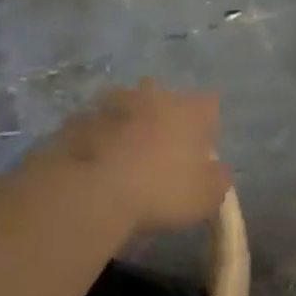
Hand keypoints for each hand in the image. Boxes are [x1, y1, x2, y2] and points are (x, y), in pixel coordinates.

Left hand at [29, 80, 229, 232]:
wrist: (92, 192)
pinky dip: (98, 139)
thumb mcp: (208, 197)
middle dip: (164, 115)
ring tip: (125, 156)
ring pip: (126, 107)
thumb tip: (217, 169)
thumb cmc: (162, 191)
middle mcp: (153, 97)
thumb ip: (218, 178)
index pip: (210, 105)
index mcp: (190, 111)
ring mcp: (111, 105)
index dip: (208, 125)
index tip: (202, 148)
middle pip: (164, 97)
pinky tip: (97, 164)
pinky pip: (94, 126)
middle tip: (161, 148)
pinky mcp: (77, 121)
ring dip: (128, 123)